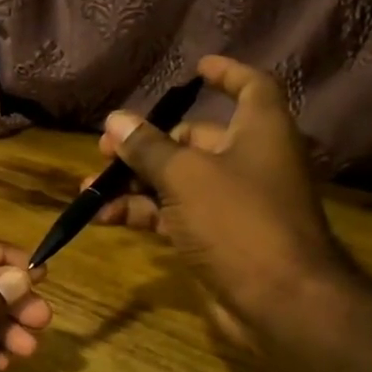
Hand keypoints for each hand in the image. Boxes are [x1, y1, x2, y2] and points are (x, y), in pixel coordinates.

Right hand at [94, 56, 350, 350]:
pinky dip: (143, 212)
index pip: (250, 87)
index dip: (226, 73)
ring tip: (92, 186)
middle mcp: (249, 161)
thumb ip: (147, 147)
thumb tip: (114, 119)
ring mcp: (232, 203)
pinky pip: (173, 214)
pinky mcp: (216, 237)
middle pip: (195, 139)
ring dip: (135, 181)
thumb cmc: (238, 221)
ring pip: (177, 180)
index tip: (194, 69)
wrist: (279, 302)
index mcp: (259, 132)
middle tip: (107, 147)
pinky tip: (106, 218)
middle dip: (149, 142)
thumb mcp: (185, 176)